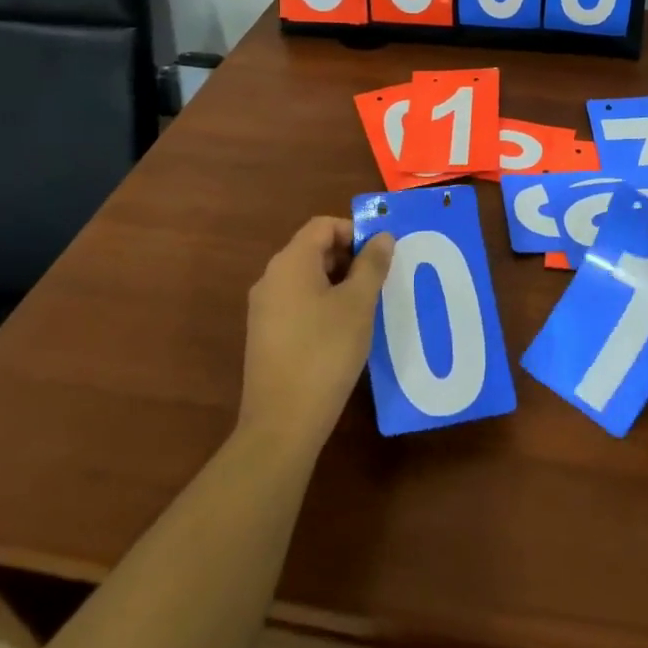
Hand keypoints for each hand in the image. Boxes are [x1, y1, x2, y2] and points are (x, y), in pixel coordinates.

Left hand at [238, 217, 393, 451]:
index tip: (381, 255)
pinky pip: (298, 302)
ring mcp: (264, 308)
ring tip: (367, 306)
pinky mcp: (266, 334)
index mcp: (290, 263)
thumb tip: (382, 237)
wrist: (282, 422)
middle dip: (349, 257)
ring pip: (307, 277)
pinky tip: (344, 330)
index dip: (354, 231)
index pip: (323, 226)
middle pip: (313, 249)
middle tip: (380, 280)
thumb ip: (372, 265)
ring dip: (339, 282)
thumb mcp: (358, 304)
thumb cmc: (325, 352)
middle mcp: (271, 278)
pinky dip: (323, 303)